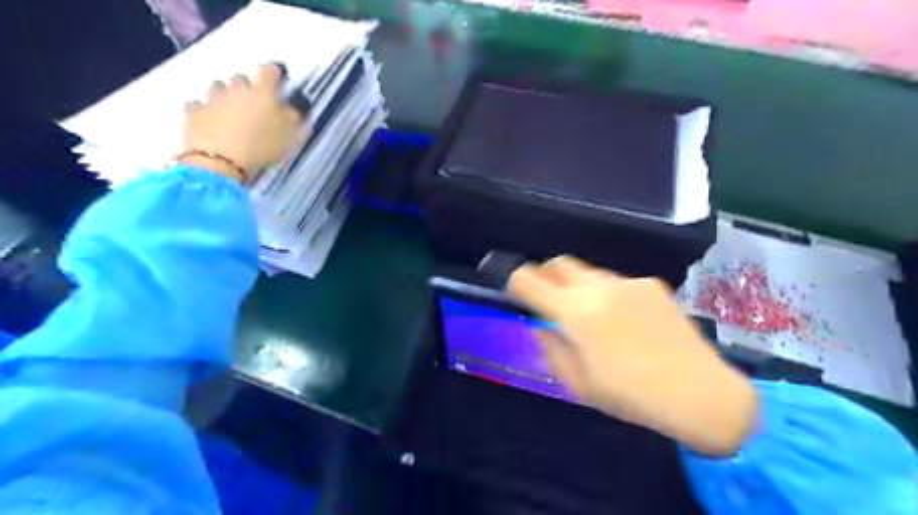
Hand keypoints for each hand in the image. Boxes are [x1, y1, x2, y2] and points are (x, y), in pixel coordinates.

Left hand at [181, 63, 304, 181]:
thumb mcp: (290, 136)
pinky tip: (211, 120)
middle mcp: (236, 89)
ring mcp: (212, 99)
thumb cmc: (261, 147)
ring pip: (218, 88)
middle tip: (254, 103)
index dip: (275, 73)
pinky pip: (199, 105)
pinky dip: (206, 110)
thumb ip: (294, 118)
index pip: (270, 72)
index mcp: (262, 93)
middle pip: (240, 78)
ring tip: (232, 112)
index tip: (278, 78)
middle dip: (247, 87)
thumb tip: (295, 106)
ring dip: (225, 95)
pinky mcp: (194, 112)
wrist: (220, 162)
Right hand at [509, 256, 761, 454]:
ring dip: (575, 285)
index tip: (515, 293)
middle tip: (546, 298)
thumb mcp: (579, 384)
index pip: (529, 280)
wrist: (702, 393)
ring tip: (588, 315)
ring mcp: (628, 282)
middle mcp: (599, 288)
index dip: (515, 283)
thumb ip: (552, 349)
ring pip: (587, 271)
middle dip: (545, 275)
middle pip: (558, 263)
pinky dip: (604, 292)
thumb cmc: (631, 396)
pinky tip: (622, 319)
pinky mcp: (652, 284)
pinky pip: (615, 281)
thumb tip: (541, 326)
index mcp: (576, 312)